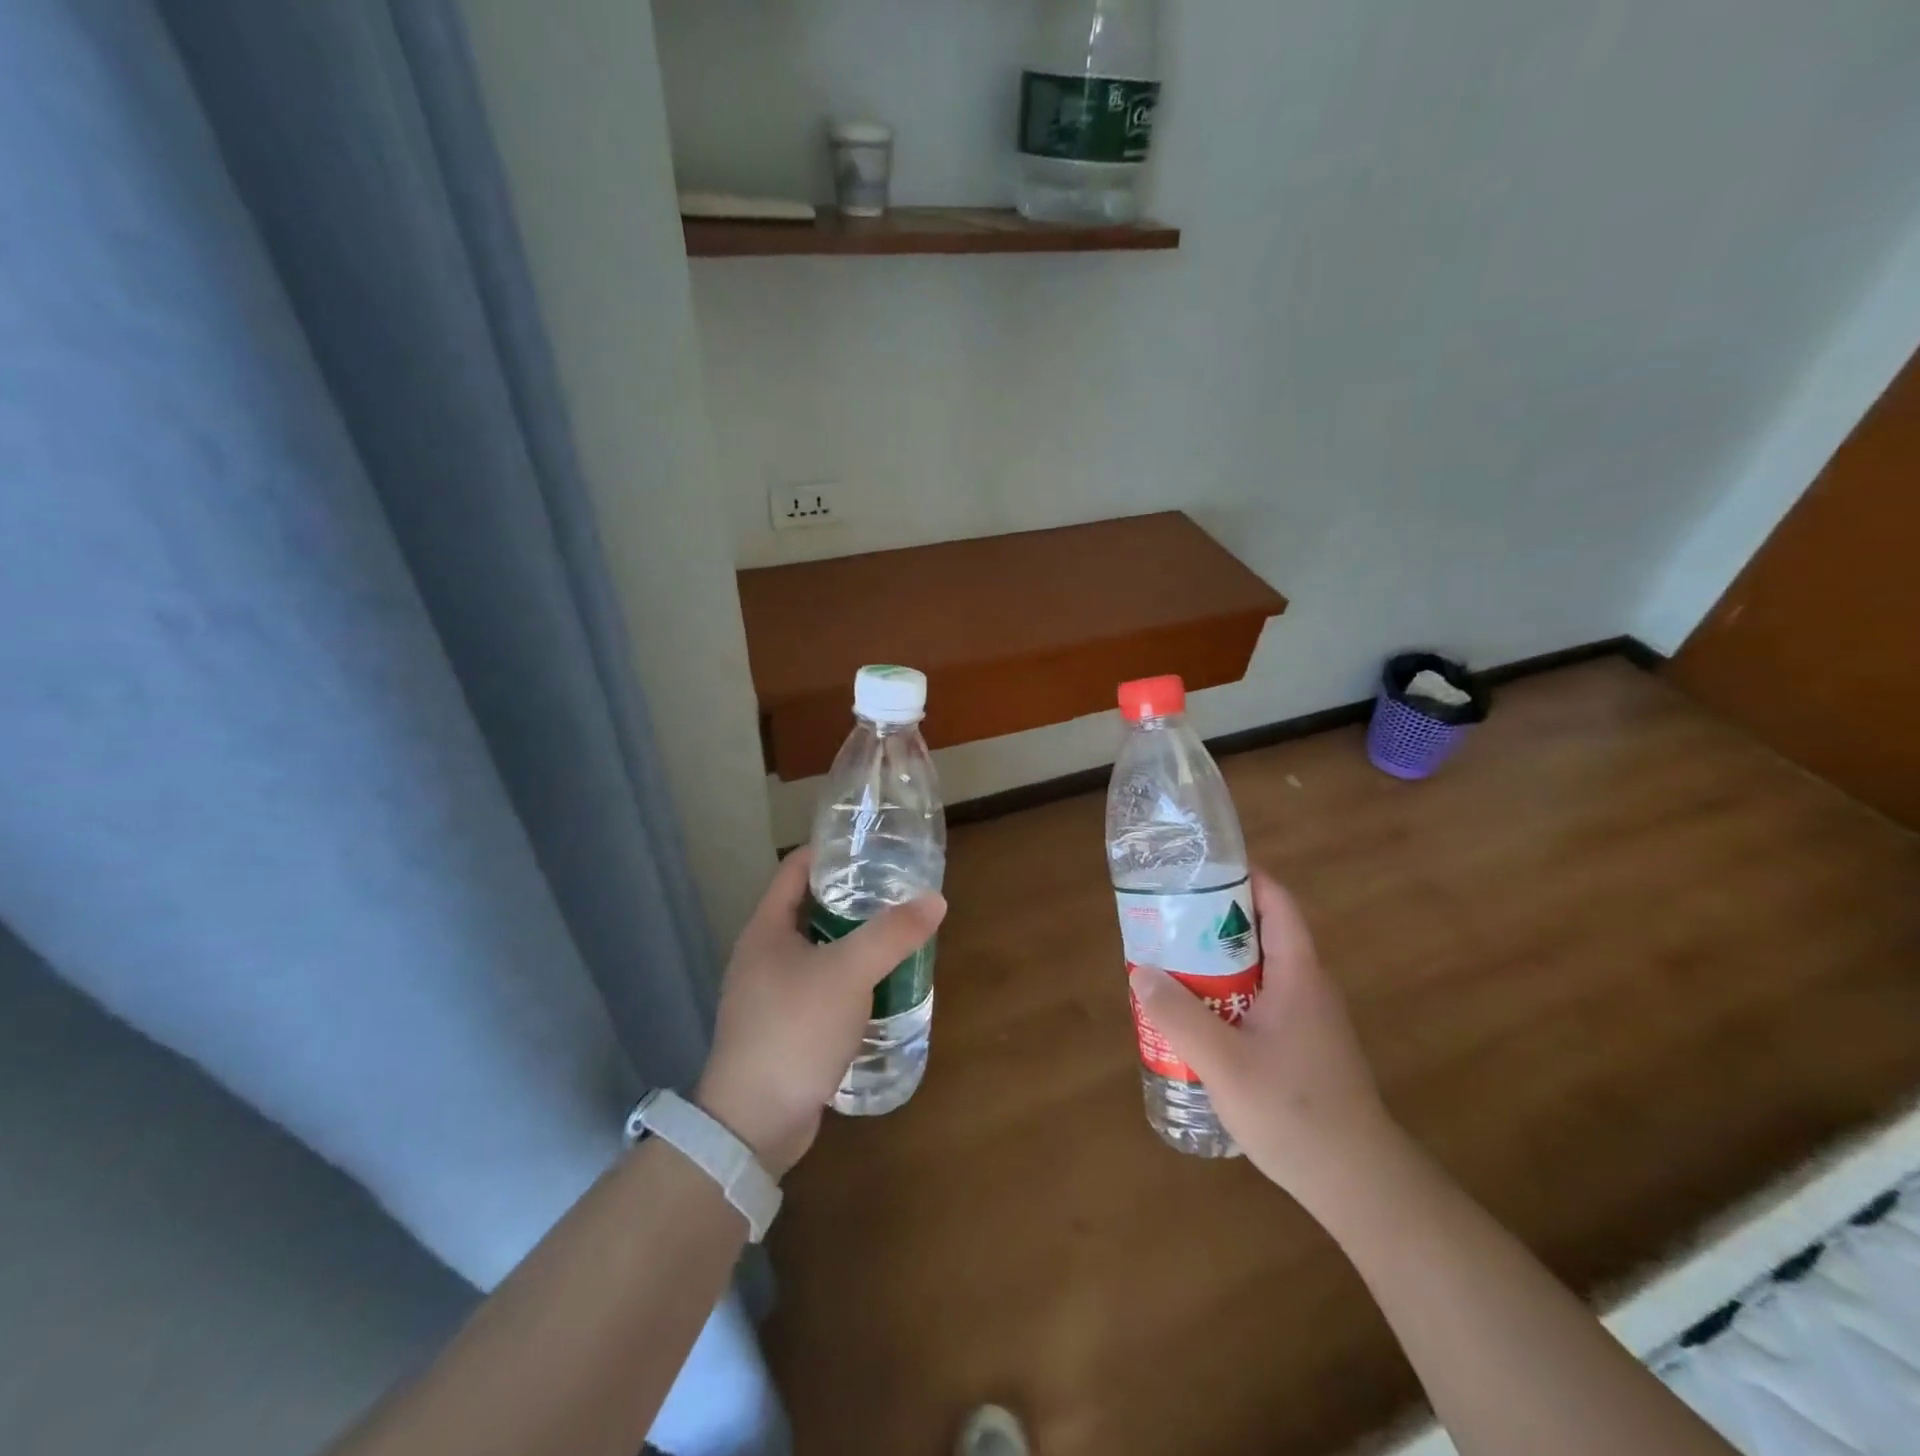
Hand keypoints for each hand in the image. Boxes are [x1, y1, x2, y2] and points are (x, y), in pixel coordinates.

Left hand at [694, 848, 945, 1177]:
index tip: (871, 848)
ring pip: (818, 952)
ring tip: (897, 936)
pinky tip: (880, 988)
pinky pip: (820, 989)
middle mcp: (763, 956)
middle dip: (852, 899)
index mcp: (766, 929)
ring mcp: (770, 995)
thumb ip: (891, 935)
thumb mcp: (848, 974)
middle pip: (809, 909)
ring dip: (853, 943)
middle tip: (897, 893)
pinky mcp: (783, 1028)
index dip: (830, 852)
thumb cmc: (794, 1030)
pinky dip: (849, 981)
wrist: (754, 1123)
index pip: (795, 870)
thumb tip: (934, 900)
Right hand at [1129, 868, 1398, 1212]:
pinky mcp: (1303, 1046)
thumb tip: (1142, 972)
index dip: (1244, 876)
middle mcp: (1308, 986)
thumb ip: (1180, 1016)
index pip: (1277, 903)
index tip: (1200, 869)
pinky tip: (1197, 1018)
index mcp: (1299, 974)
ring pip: (1258, 970)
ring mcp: (1308, 1018)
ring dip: (1216, 961)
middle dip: (1214, 921)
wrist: (1359, 1185)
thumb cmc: (1295, 1112)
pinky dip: (1227, 994)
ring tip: (1171, 964)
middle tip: (1167, 920)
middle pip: (1261, 932)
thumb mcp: (1225, 1063)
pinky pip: (1259, 1001)